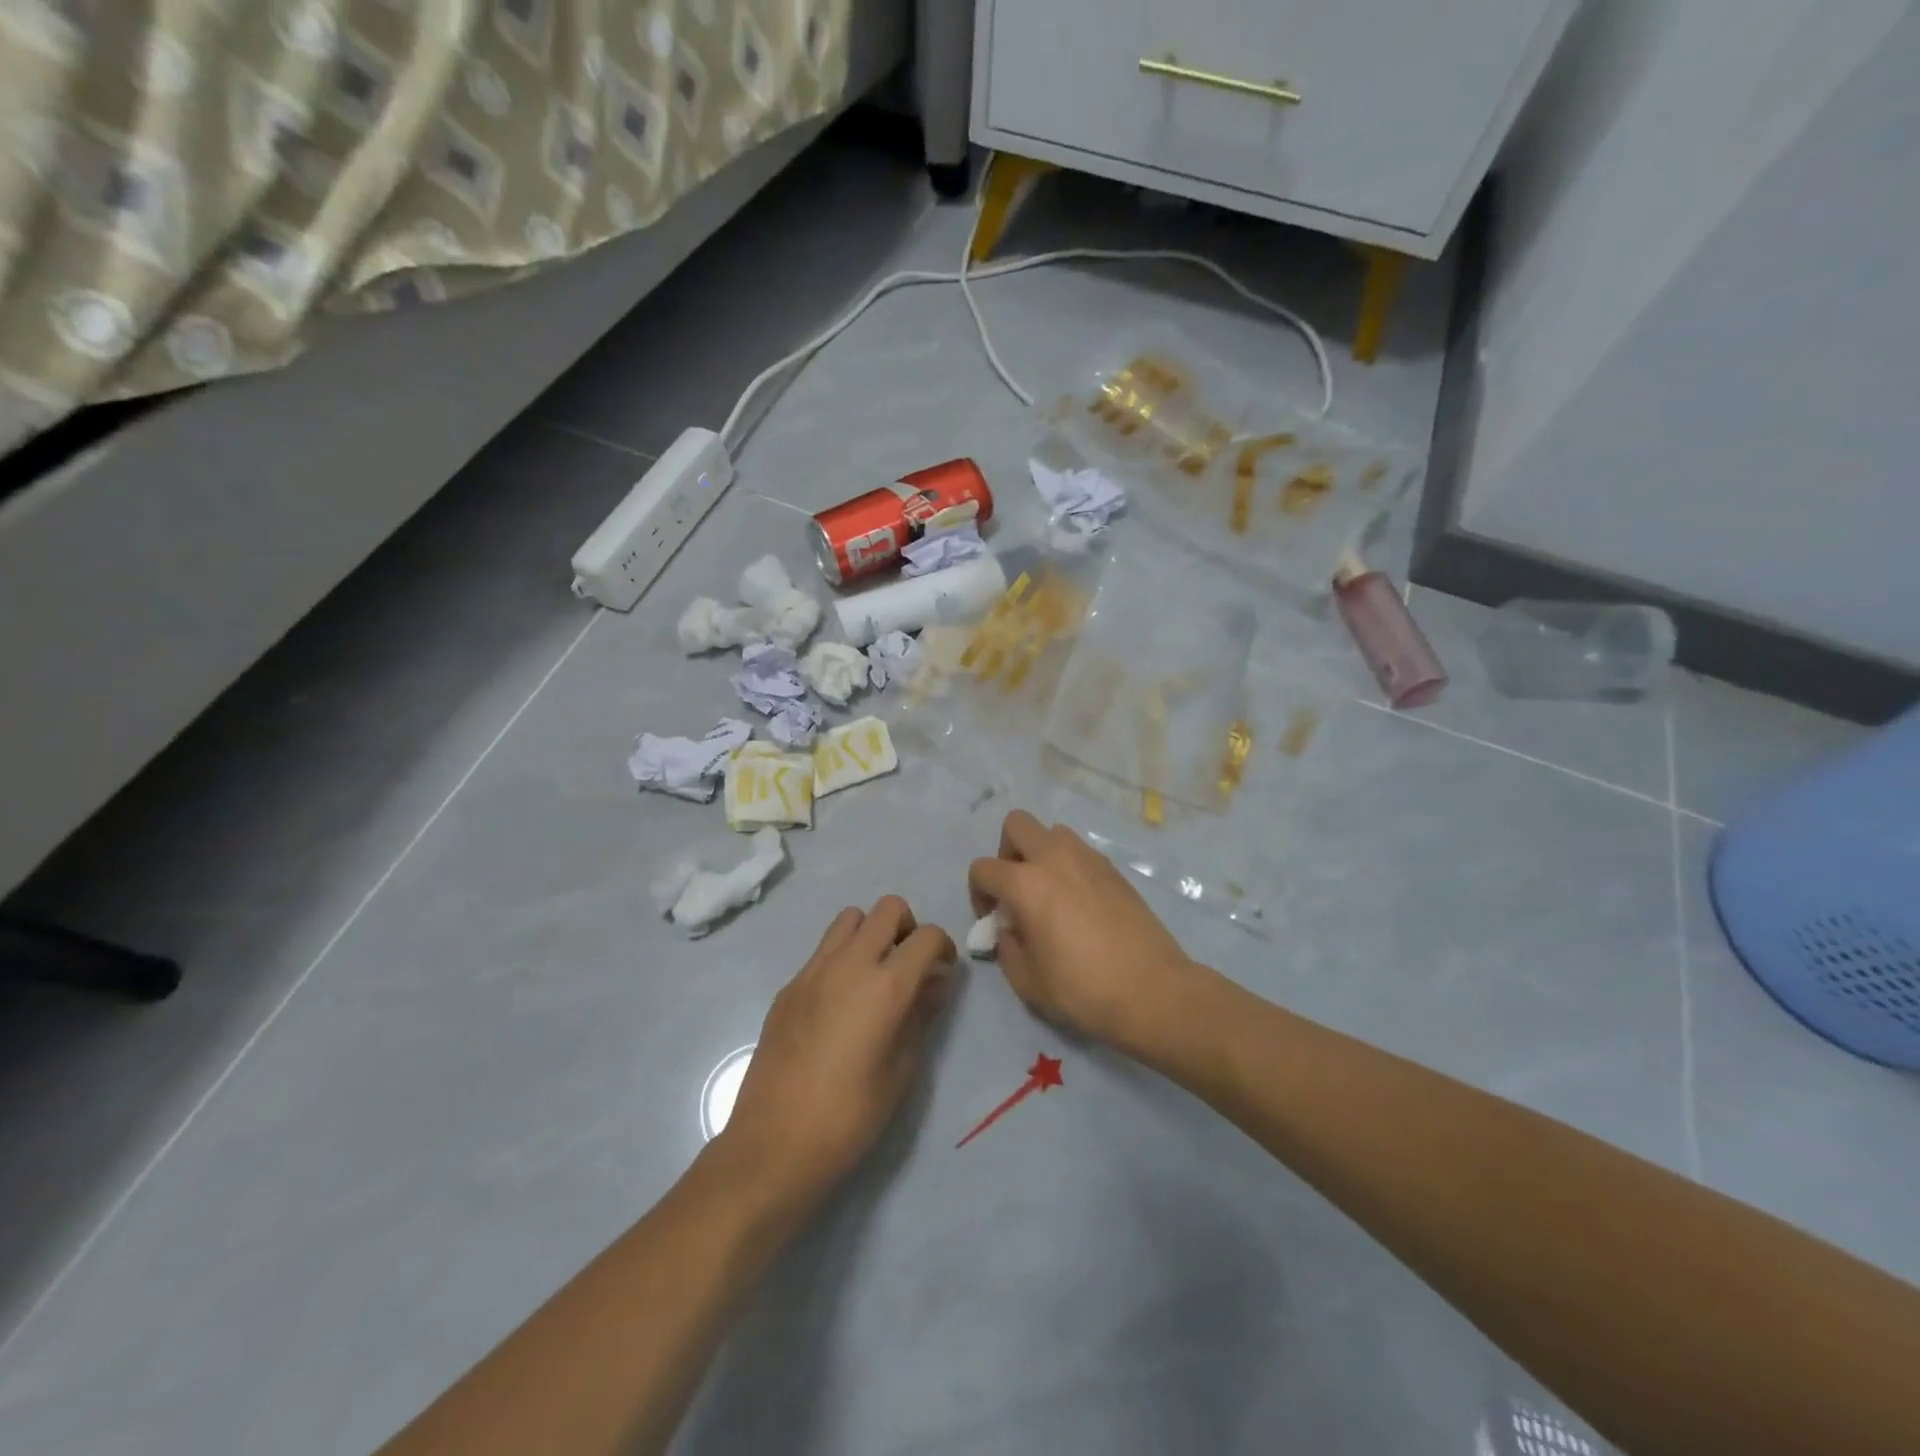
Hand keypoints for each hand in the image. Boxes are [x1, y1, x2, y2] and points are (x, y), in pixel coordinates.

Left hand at [720, 897, 955, 1210]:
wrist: (774, 1144)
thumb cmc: (850, 1116)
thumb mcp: (902, 1069)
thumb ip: (922, 1014)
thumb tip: (937, 982)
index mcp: (885, 985)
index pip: (926, 936)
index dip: (943, 946)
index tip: (943, 971)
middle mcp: (849, 964)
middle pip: (888, 908)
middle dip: (907, 927)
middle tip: (909, 965)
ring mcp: (813, 971)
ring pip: (850, 918)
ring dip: (870, 933)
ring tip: (874, 975)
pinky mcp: (788, 986)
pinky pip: (823, 950)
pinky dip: (841, 958)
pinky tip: (840, 1003)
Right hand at [968, 810, 1199, 1051]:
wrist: (1152, 990)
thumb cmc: (1082, 989)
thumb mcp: (1027, 981)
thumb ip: (1007, 948)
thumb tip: (1010, 930)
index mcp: (1026, 883)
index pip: (983, 868)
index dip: (978, 893)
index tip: (994, 921)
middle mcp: (1054, 858)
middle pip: (1016, 824)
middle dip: (1007, 852)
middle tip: (1017, 889)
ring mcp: (1088, 859)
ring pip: (1052, 831)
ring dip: (1041, 853)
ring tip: (1049, 893)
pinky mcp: (1114, 869)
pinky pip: (1080, 851)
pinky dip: (1069, 865)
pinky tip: (1079, 902)